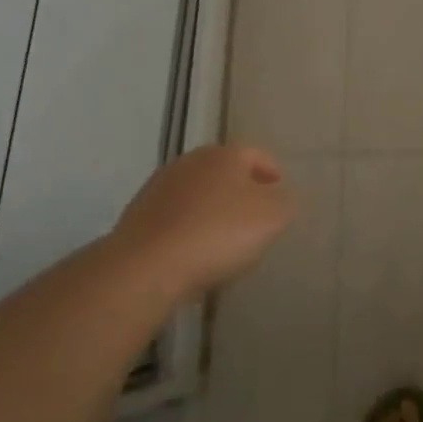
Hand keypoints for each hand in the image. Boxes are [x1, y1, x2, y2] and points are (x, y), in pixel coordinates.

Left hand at [110, 146, 293, 299]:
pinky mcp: (137, 215)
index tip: (279, 194)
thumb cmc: (218, 233)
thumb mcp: (272, 217)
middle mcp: (191, 161)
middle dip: (241, 190)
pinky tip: (193, 253)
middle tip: (254, 218)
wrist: (146, 266)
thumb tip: (279, 196)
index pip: (257, 155)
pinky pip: (175, 217)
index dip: (271, 173)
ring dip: (211, 209)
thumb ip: (284, 201)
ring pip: (198, 194)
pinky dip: (187, 228)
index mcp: (225, 154)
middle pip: (224, 172)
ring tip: (223, 240)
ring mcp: (160, 186)